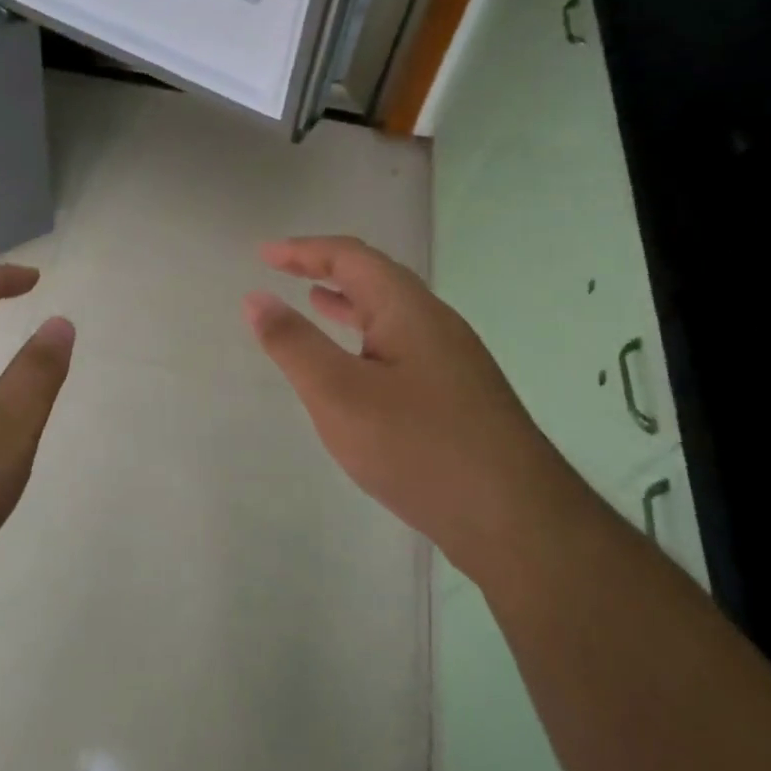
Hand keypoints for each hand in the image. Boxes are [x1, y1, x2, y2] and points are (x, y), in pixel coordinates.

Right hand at [243, 236, 575, 576]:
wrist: (515, 520)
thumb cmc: (418, 447)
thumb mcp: (339, 394)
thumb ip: (294, 344)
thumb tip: (255, 298)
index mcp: (408, 310)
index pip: (351, 257)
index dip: (305, 250)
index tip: (264, 254)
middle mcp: (435, 323)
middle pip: (376, 278)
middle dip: (326, 268)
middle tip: (283, 270)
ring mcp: (452, 359)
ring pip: (391, 313)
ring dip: (348, 302)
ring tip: (313, 302)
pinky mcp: (458, 393)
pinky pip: (401, 344)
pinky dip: (366, 337)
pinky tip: (357, 365)